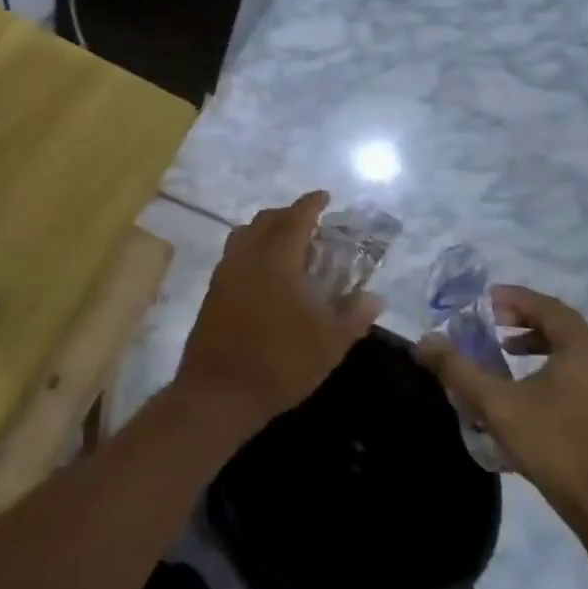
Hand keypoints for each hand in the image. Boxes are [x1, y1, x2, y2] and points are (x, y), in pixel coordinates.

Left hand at [175, 192, 382, 435]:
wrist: (219, 392)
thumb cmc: (279, 363)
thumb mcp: (328, 344)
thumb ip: (353, 315)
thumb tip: (375, 296)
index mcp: (276, 259)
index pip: (295, 218)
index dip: (311, 204)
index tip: (325, 196)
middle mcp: (246, 257)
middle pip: (266, 220)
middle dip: (288, 214)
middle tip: (311, 223)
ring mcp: (224, 273)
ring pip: (245, 235)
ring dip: (266, 230)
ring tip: (288, 244)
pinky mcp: (213, 292)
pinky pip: (234, 255)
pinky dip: (252, 249)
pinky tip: (265, 273)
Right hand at [419, 285, 587, 530]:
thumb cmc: (553, 444)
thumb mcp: (496, 403)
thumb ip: (458, 369)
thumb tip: (425, 341)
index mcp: (581, 352)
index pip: (549, 307)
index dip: (515, 298)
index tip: (483, 300)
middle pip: (561, 325)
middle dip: (522, 317)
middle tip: (489, 320)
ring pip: (569, 350)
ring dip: (534, 341)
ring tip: (501, 349)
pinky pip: (573, 372)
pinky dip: (545, 364)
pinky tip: (521, 387)